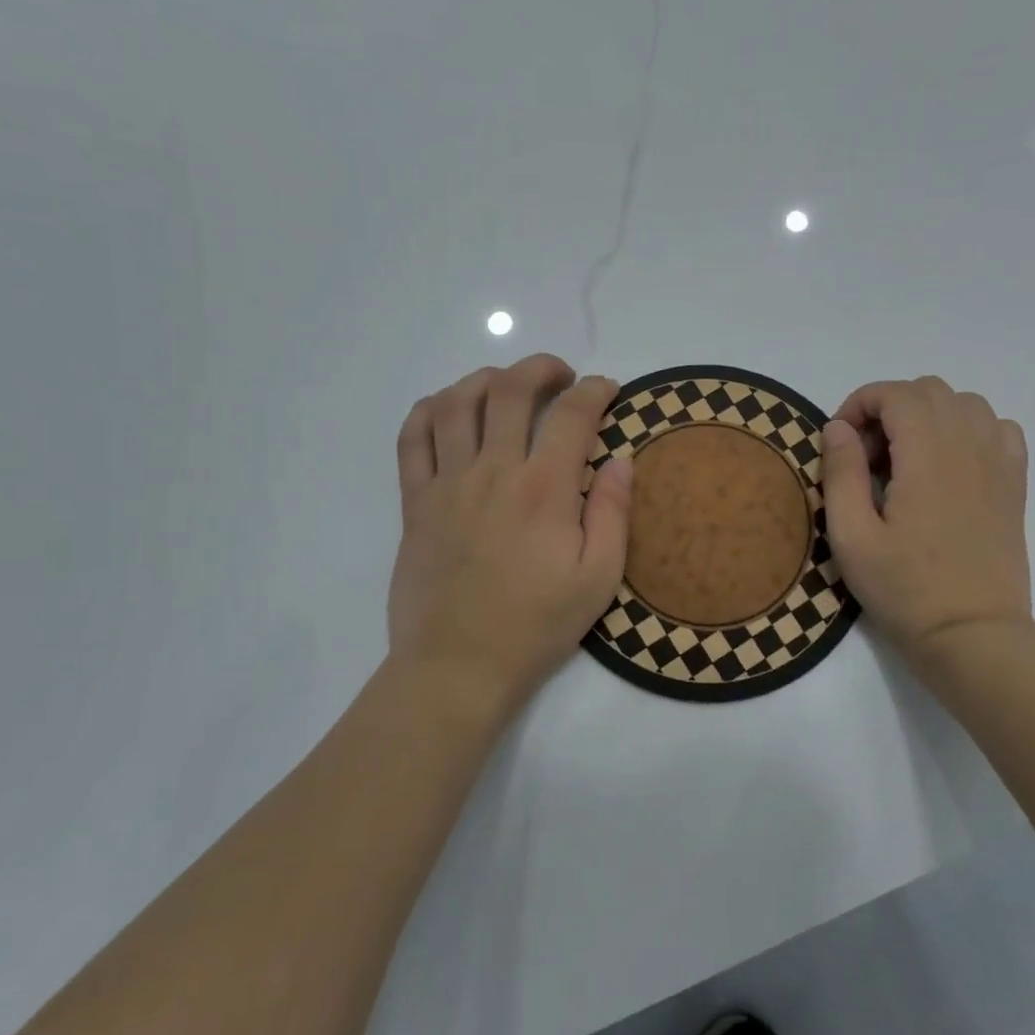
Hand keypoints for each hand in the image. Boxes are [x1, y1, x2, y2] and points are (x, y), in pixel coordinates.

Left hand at [388, 355, 632, 724]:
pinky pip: (412, 438)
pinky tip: (448, 409)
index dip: (595, 390)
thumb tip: (622, 459)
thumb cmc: (536, 624)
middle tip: (559, 377)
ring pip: (457, 402)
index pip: (572, 414)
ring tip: (506, 385)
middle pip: (511, 390)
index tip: (606, 391)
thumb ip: (614, 513)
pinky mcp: (414, 502)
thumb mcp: (599, 579)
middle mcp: (494, 472)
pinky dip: (429, 410)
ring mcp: (447, 483)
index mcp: (545, 490)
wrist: (458, 665)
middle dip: (541, 368)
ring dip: (485, 379)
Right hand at [821, 377, 1030, 659]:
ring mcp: (999, 464)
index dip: (859, 405)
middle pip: (929, 390)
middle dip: (889, 409)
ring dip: (928, 416)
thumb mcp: (851, 537)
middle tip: (868, 457)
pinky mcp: (1014, 485)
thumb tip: (837, 427)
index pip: (895, 394)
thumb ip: (841, 473)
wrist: (972, 635)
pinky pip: (998, 428)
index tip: (840, 443)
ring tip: (906, 459)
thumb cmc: (904, 590)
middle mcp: (969, 447)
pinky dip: (969, 430)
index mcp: (927, 457)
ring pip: (965, 403)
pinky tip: (949, 465)